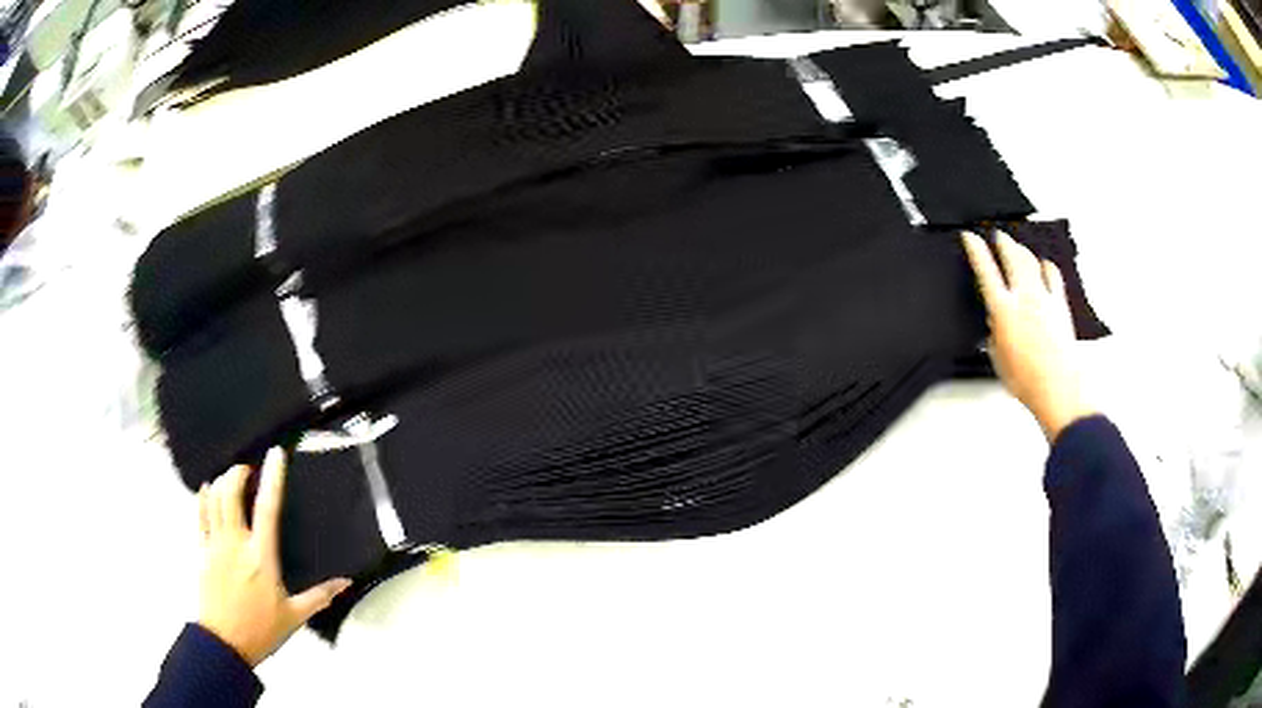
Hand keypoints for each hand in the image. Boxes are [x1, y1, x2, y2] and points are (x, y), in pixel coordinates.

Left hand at [197, 448, 351, 666]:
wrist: (225, 643)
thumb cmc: (261, 629)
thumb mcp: (295, 616)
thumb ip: (320, 596)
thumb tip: (345, 582)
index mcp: (261, 556)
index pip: (267, 508)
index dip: (273, 477)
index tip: (276, 454)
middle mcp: (236, 542)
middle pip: (231, 492)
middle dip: (238, 472)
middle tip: (248, 469)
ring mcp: (215, 544)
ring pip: (214, 498)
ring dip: (223, 481)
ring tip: (232, 478)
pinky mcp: (201, 550)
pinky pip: (199, 515)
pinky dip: (203, 497)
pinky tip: (208, 490)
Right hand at [961, 231, 1096, 442]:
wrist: (1058, 387)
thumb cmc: (1027, 380)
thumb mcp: (999, 360)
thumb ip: (994, 337)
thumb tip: (995, 326)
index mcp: (1003, 310)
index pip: (985, 270)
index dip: (976, 250)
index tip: (970, 237)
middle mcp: (1023, 297)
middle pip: (1012, 256)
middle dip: (1003, 242)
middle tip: (998, 236)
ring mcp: (1043, 298)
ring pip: (1031, 261)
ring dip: (1022, 250)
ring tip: (1017, 246)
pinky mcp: (1059, 305)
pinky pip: (1053, 276)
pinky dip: (1047, 267)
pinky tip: (1045, 265)